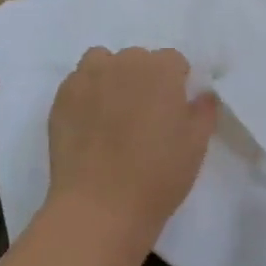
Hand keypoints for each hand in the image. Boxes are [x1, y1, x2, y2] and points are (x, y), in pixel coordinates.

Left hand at [47, 47, 217, 250]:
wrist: (100, 206)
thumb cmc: (158, 175)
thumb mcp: (196, 146)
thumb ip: (203, 111)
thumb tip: (202, 95)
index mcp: (161, 70)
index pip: (173, 61)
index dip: (176, 83)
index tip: (173, 109)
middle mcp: (124, 63)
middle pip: (137, 59)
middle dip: (143, 79)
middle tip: (144, 115)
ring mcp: (88, 77)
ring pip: (103, 62)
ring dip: (111, 77)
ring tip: (113, 112)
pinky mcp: (62, 97)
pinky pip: (78, 82)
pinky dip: (86, 94)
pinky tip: (89, 123)